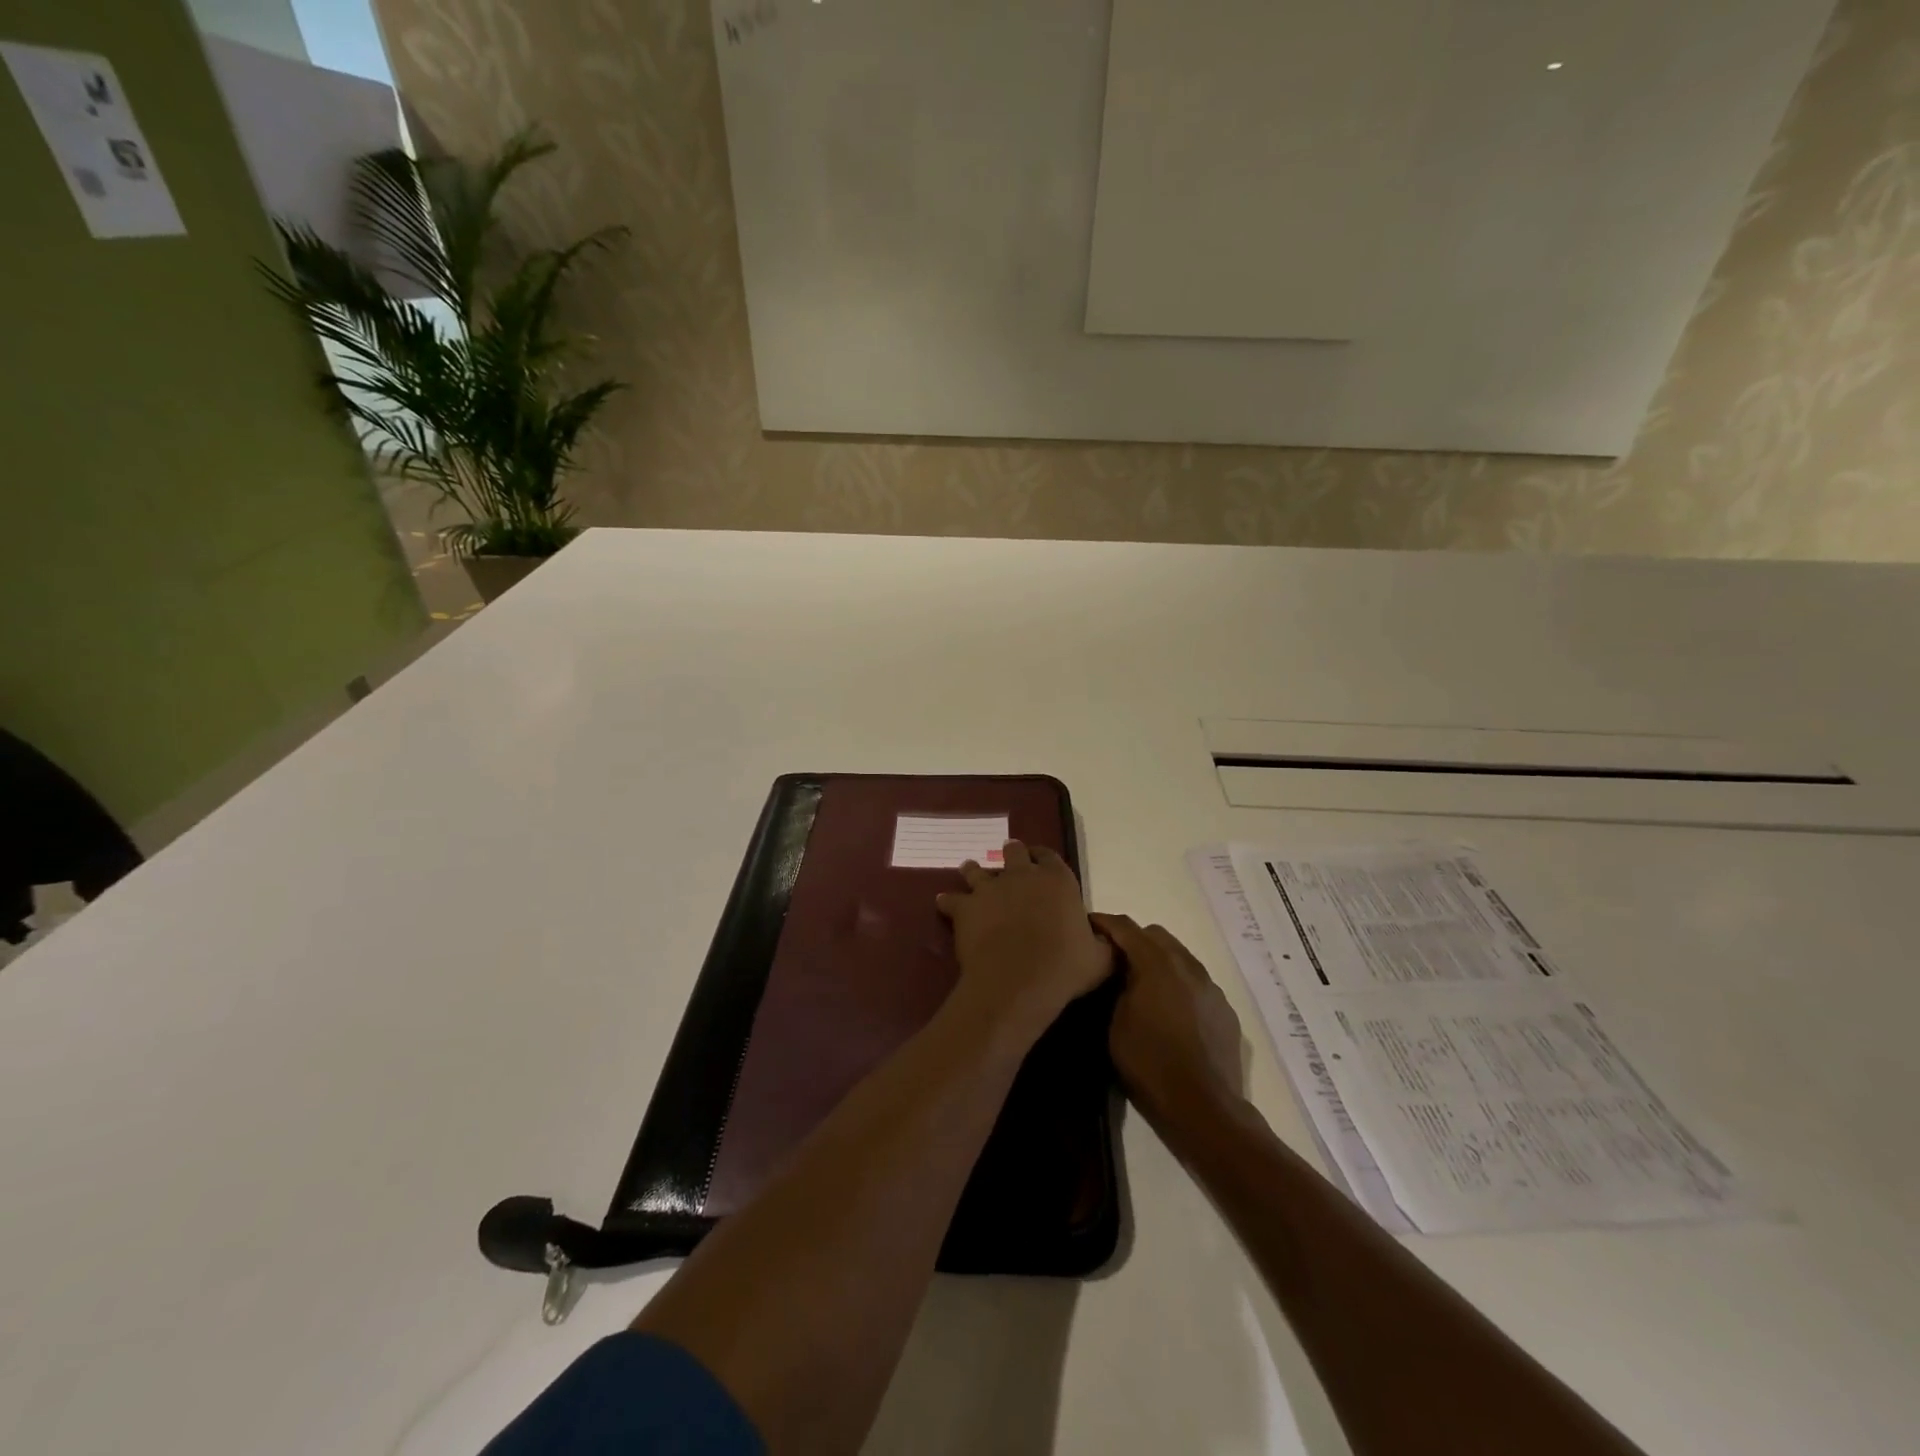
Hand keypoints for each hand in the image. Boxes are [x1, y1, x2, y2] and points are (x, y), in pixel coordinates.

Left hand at [936, 841, 1112, 1039]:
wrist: (1018, 979)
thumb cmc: (1065, 967)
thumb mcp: (1101, 959)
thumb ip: (1103, 944)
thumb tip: (1107, 939)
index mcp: (1058, 881)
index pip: (1050, 857)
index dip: (1043, 857)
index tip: (1039, 860)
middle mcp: (1023, 876)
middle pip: (1014, 853)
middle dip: (1011, 854)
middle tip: (1008, 857)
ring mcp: (991, 888)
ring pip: (977, 870)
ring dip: (974, 870)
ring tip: (970, 870)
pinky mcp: (966, 907)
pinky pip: (952, 899)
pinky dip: (948, 901)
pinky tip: (943, 903)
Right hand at [1090, 915, 1244, 1130]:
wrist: (1203, 1106)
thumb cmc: (1149, 1063)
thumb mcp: (1114, 1023)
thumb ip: (1116, 987)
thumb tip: (1118, 972)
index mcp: (1156, 963)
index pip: (1125, 927)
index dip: (1103, 922)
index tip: (1086, 925)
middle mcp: (1187, 965)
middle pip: (1156, 935)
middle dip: (1133, 939)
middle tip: (1114, 959)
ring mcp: (1210, 986)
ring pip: (1180, 956)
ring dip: (1159, 960)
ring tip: (1142, 985)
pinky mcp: (1224, 1008)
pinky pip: (1196, 982)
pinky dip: (1179, 984)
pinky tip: (1170, 1011)